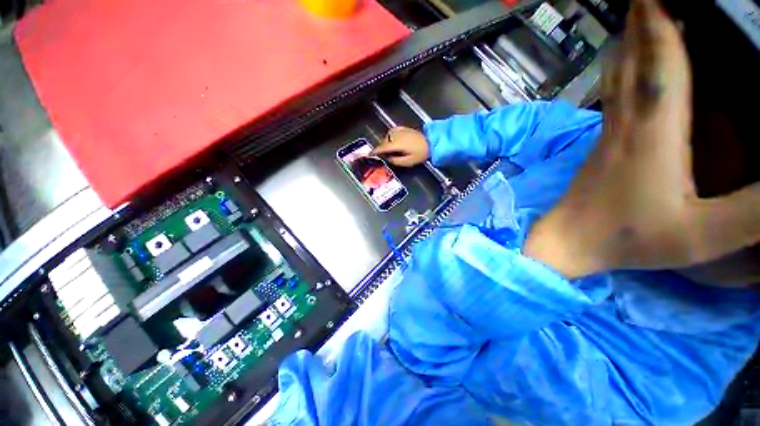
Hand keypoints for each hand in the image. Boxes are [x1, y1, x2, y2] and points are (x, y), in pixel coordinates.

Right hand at [372, 126, 429, 166]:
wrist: (432, 142)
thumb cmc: (421, 153)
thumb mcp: (408, 161)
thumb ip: (396, 161)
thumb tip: (387, 158)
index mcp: (397, 144)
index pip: (383, 148)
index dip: (375, 151)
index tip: (369, 154)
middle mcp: (397, 136)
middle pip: (384, 141)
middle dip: (381, 148)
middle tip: (381, 155)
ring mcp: (400, 131)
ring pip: (387, 136)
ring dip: (385, 142)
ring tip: (388, 149)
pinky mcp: (404, 128)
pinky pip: (393, 130)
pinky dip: (390, 135)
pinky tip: (391, 139)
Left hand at [524, 0, 759, 277]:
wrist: (568, 240)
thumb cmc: (628, 239)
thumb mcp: (703, 233)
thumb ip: (754, 210)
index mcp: (653, 134)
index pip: (659, 63)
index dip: (660, 22)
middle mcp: (625, 124)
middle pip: (634, 62)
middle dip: (643, 22)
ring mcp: (607, 135)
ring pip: (618, 79)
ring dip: (631, 45)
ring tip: (641, 18)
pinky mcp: (600, 147)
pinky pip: (613, 100)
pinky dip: (623, 74)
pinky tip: (627, 70)